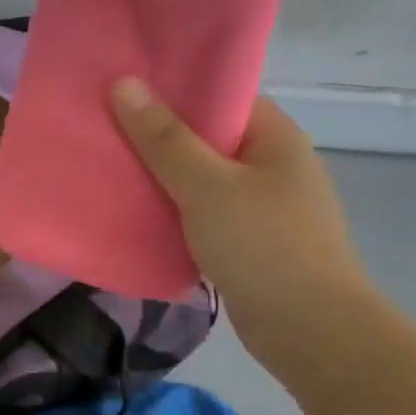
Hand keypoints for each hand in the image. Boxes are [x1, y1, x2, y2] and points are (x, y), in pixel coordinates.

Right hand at [111, 80, 378, 384]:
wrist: (310, 331)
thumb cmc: (262, 245)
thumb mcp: (206, 186)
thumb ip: (163, 138)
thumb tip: (124, 82)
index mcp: (274, 137)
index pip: (220, 97)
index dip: (174, 90)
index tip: (125, 90)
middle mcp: (273, 165)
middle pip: (207, 138)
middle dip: (159, 137)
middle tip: (105, 129)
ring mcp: (264, 206)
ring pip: (202, 180)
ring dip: (163, 179)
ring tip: (111, 169)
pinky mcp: (251, 242)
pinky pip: (204, 214)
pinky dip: (175, 213)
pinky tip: (137, 214)